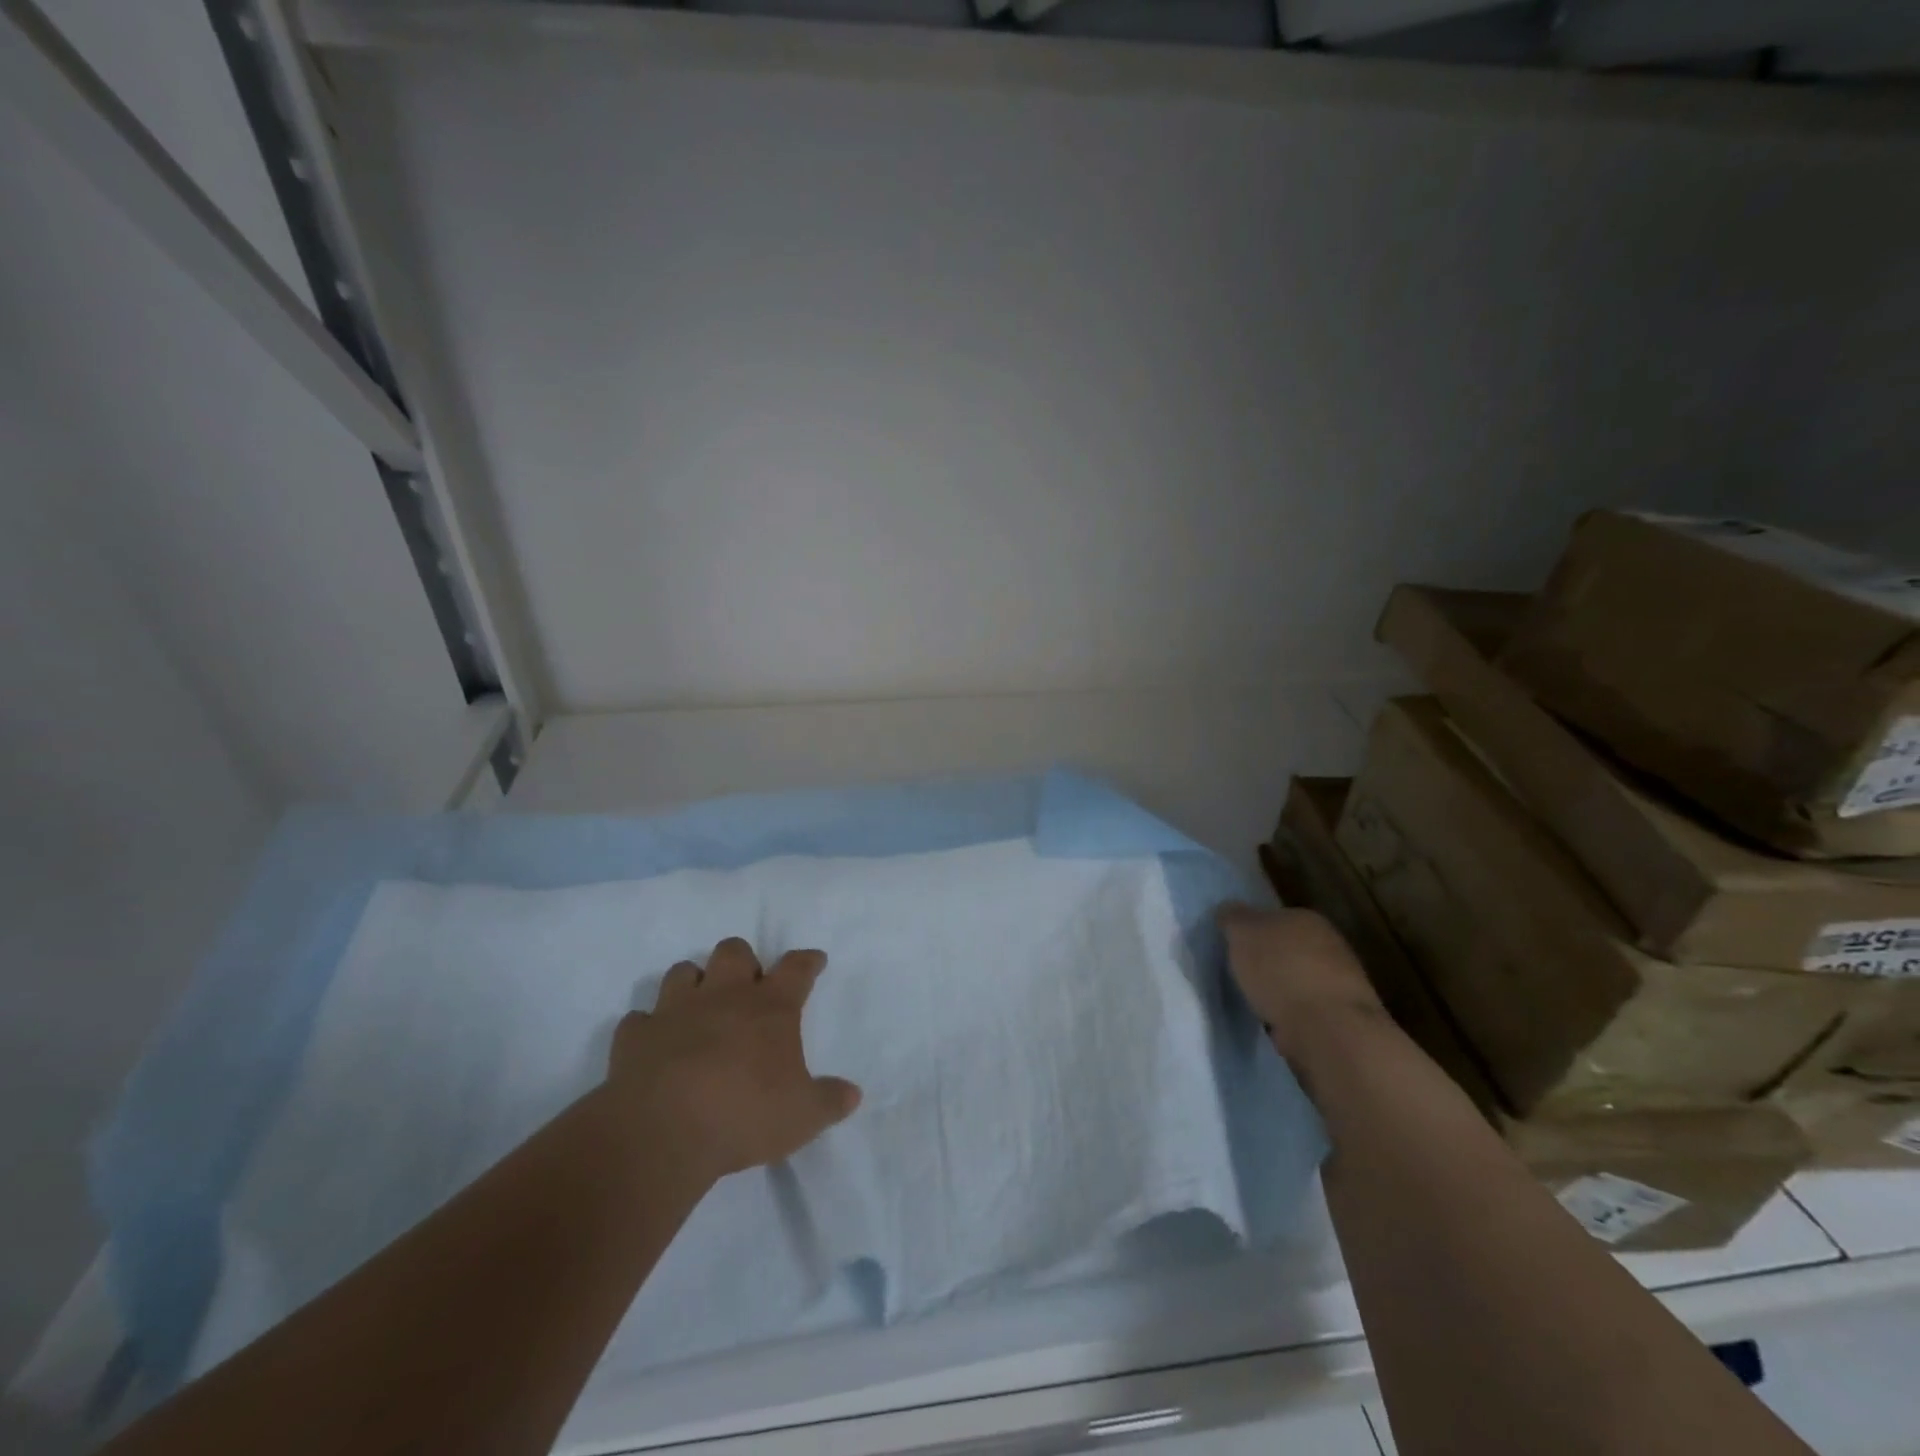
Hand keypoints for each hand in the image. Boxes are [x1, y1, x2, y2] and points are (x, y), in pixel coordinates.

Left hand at [608, 937, 862, 1181]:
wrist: (662, 1131)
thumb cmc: (744, 1115)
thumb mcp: (802, 1116)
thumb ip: (829, 1101)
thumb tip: (853, 1093)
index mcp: (770, 1007)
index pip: (796, 968)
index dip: (808, 961)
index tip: (814, 960)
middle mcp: (724, 996)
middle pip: (734, 951)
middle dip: (743, 961)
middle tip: (748, 986)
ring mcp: (675, 1010)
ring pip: (682, 972)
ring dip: (693, 983)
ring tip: (699, 1006)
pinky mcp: (635, 1036)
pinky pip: (639, 1019)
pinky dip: (649, 1027)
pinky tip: (654, 1044)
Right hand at [1217, 905, 1385, 1063]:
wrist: (1327, 1029)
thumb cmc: (1280, 970)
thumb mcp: (1241, 932)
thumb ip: (1232, 917)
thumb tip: (1228, 910)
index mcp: (1306, 917)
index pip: (1273, 916)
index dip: (1252, 930)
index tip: (1234, 945)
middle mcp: (1330, 943)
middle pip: (1289, 947)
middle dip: (1269, 959)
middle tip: (1242, 973)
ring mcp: (1341, 982)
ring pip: (1299, 979)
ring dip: (1282, 988)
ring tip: (1256, 1000)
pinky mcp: (1342, 1018)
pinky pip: (1307, 1008)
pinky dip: (1292, 1013)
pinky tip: (1276, 1022)